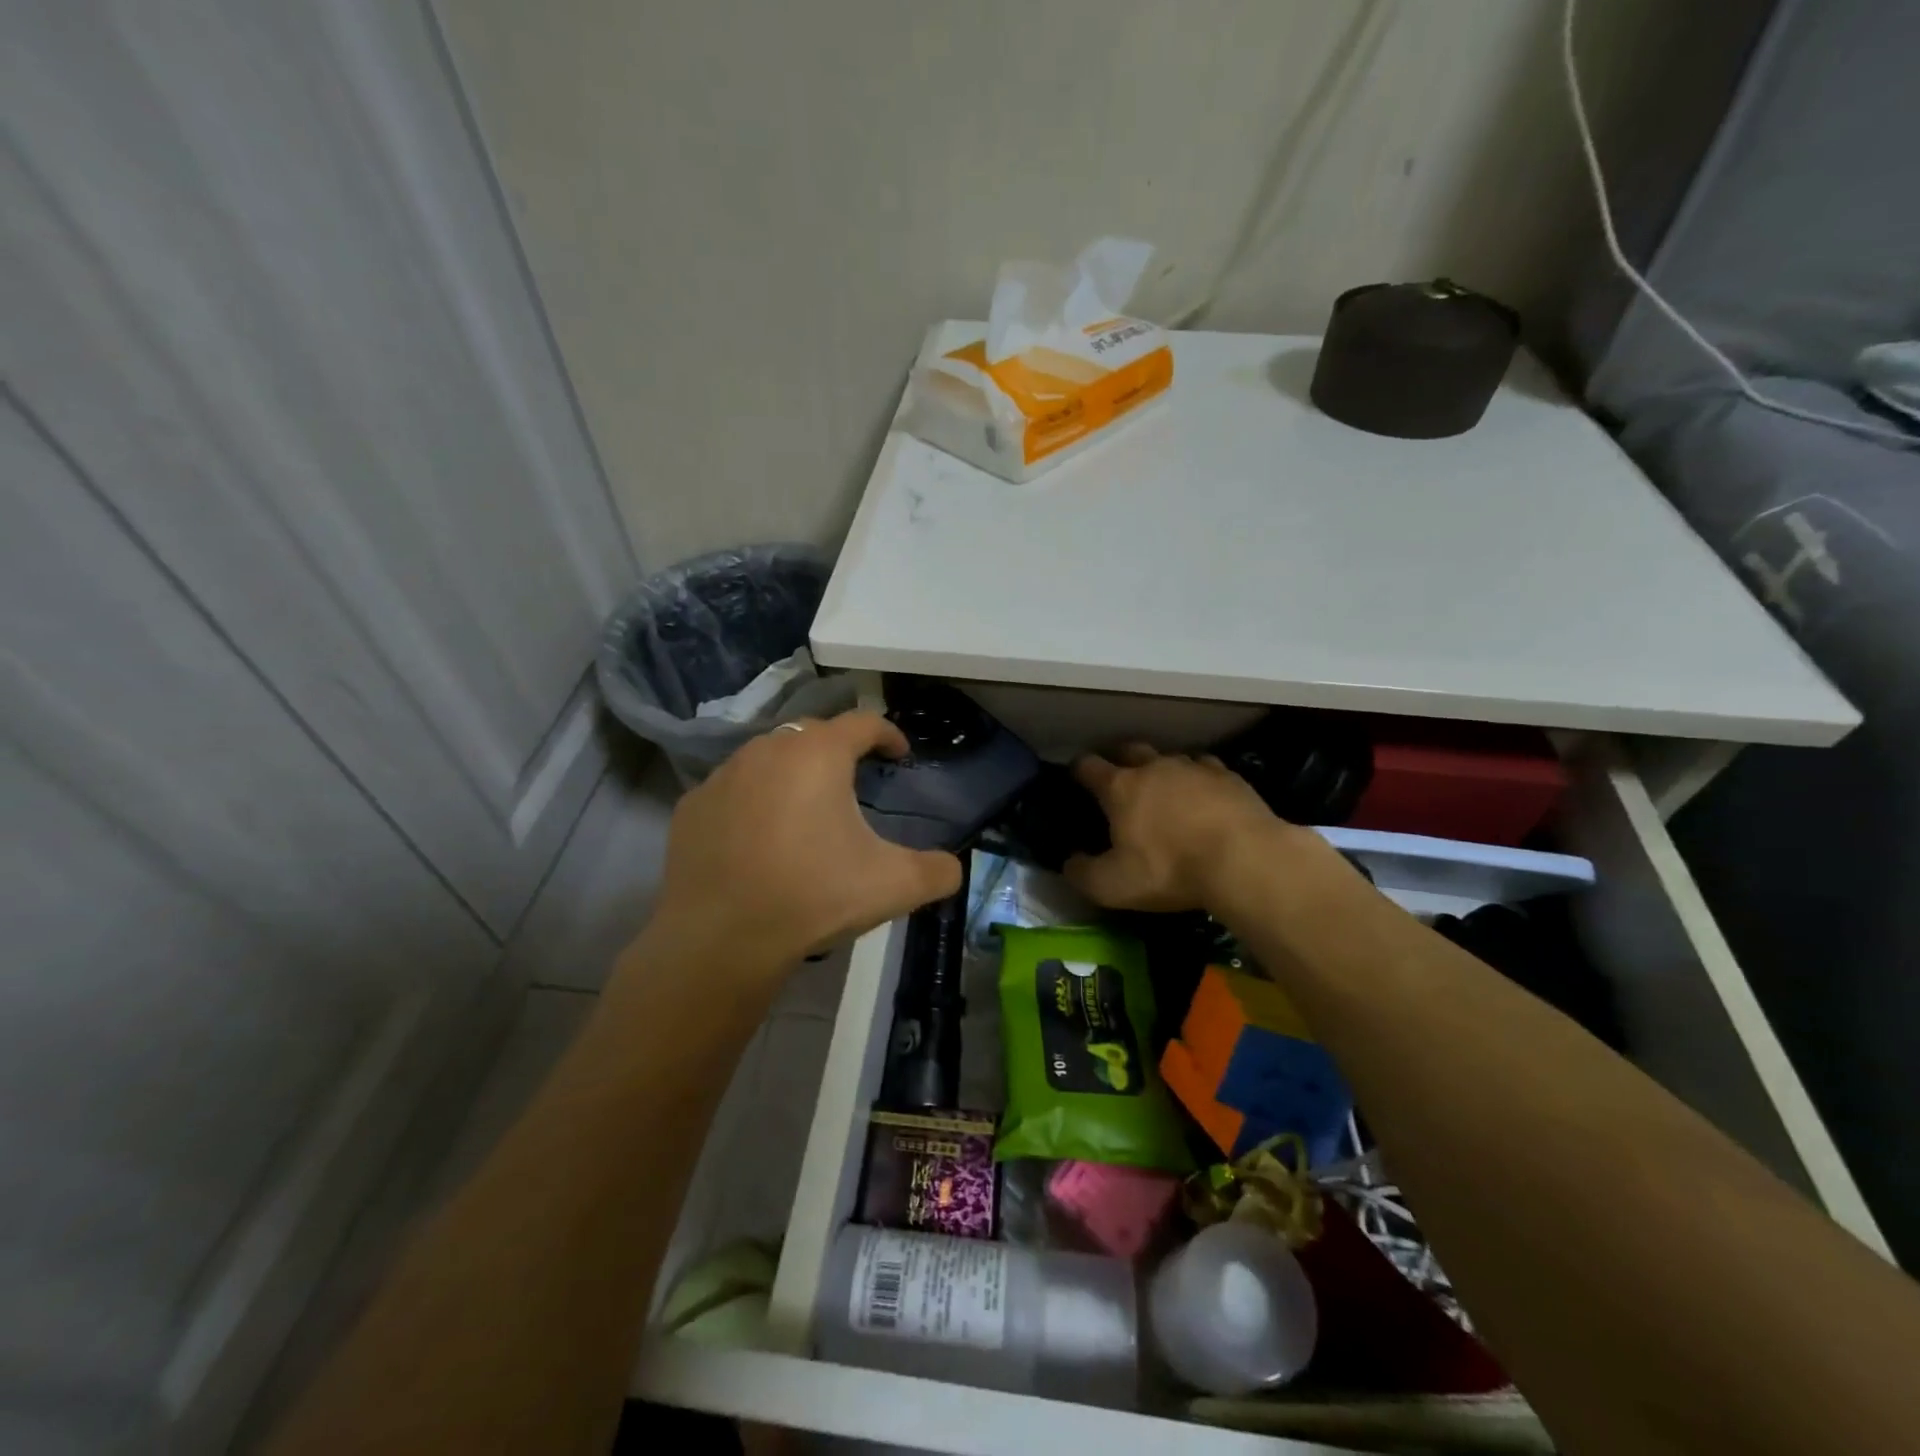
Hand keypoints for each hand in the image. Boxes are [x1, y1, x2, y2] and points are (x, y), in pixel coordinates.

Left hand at [643, 712, 962, 972]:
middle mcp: (768, 750)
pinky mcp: (692, 806)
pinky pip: (733, 789)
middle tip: (855, 780)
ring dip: (792, 772)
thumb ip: (937, 871)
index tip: (899, 755)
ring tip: (805, 808)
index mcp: (818, 755)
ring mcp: (723, 775)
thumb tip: (952, 868)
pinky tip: (759, 836)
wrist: (721, 939)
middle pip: (813, 734)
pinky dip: (753, 800)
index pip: (863, 722)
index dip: (888, 734)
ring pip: (768, 757)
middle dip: (838, 749)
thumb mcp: (893, 886)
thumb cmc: (813, 896)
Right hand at [1063, 743, 1301, 912]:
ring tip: (1166, 789)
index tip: (1075, 776)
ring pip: (1171, 757)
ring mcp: (1194, 768)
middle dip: (1121, 759)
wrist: (1244, 860)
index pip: (1088, 766)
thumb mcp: (1113, 885)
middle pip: (1130, 750)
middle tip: (1121, 778)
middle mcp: (1154, 767)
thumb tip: (1069, 863)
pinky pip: (1207, 768)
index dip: (1078, 770)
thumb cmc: (1170, 869)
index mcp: (1120, 788)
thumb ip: (1083, 874)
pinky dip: (1199, 779)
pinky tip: (1205, 794)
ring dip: (1163, 769)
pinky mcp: (1230, 776)